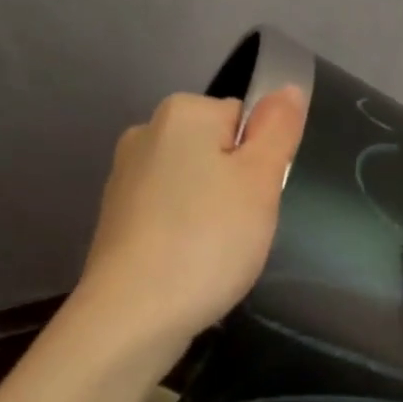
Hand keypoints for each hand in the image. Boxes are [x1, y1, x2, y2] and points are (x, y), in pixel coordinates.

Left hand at [77, 87, 306, 351]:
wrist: (133, 314)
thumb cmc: (208, 241)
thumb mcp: (260, 180)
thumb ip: (278, 128)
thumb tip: (286, 88)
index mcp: (182, 113)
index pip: (244, 119)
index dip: (261, 161)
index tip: (258, 200)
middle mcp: (145, 133)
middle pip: (215, 151)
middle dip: (235, 187)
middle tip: (242, 230)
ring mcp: (124, 178)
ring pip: (191, 186)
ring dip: (210, 213)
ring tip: (214, 254)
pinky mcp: (116, 220)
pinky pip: (167, 215)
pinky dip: (183, 235)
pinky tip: (187, 266)